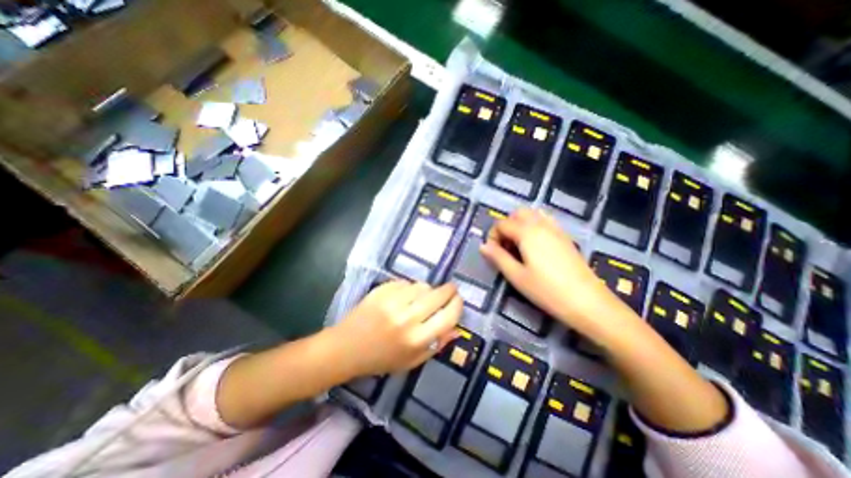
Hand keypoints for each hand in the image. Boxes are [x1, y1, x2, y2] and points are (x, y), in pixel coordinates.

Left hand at [326, 280, 462, 376]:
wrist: (346, 348)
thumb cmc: (380, 359)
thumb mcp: (412, 361)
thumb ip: (436, 345)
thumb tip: (456, 329)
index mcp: (417, 340)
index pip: (448, 316)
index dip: (457, 305)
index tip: (458, 300)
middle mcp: (407, 318)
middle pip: (438, 295)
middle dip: (449, 290)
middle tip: (450, 290)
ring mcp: (393, 301)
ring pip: (422, 286)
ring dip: (427, 290)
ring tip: (422, 297)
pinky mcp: (381, 291)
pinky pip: (405, 282)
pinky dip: (409, 287)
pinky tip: (403, 296)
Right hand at [478, 207, 618, 333]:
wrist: (587, 302)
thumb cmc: (547, 290)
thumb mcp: (516, 276)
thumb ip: (498, 258)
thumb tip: (483, 246)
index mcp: (527, 232)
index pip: (502, 224)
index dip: (493, 236)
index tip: (493, 253)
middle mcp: (541, 224)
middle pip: (518, 213)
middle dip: (507, 226)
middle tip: (505, 246)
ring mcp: (556, 229)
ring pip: (533, 214)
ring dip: (521, 224)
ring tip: (518, 245)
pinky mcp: (565, 237)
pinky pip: (546, 221)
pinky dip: (535, 226)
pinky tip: (535, 246)